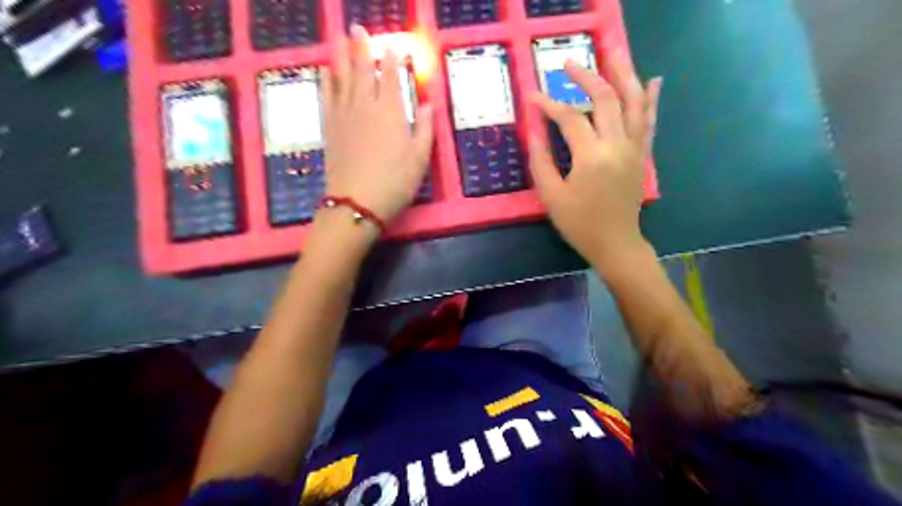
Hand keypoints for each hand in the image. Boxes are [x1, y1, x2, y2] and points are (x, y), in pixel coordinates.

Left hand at [323, 26, 433, 222]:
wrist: (357, 202)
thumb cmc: (395, 182)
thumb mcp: (419, 158)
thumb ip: (424, 128)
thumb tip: (427, 104)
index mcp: (390, 111)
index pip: (390, 76)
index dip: (392, 58)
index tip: (392, 44)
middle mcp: (364, 106)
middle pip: (362, 69)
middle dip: (361, 47)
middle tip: (358, 28)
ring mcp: (343, 115)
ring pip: (341, 77)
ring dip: (341, 55)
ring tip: (339, 38)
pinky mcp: (329, 128)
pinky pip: (326, 96)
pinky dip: (326, 81)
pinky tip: (325, 71)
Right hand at [531, 54, 660, 266]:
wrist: (616, 243)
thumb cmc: (579, 224)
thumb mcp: (551, 195)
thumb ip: (541, 160)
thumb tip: (534, 129)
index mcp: (591, 157)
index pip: (568, 118)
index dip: (548, 104)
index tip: (532, 96)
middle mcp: (617, 145)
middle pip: (604, 99)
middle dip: (584, 77)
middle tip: (567, 65)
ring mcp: (634, 148)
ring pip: (632, 102)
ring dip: (623, 74)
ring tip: (613, 53)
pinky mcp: (642, 154)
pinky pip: (649, 121)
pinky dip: (651, 99)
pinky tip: (653, 80)